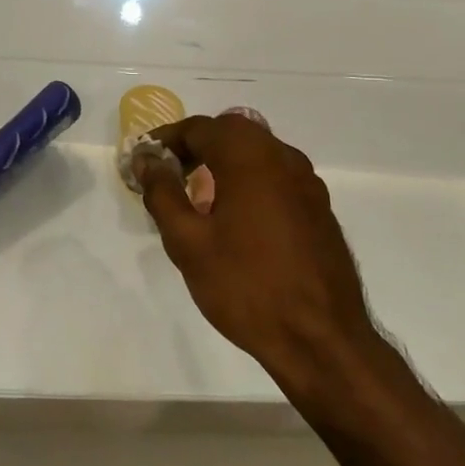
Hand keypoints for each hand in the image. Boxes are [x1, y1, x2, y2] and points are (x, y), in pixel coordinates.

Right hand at [138, 114, 380, 388]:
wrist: (320, 338)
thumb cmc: (245, 286)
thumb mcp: (188, 242)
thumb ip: (162, 192)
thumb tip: (147, 158)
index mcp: (250, 157)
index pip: (200, 127)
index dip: (167, 139)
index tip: (144, 160)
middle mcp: (284, 158)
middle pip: (232, 132)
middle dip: (197, 145)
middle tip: (169, 173)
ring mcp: (308, 183)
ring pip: (258, 153)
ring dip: (224, 161)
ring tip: (198, 197)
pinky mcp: (319, 208)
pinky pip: (277, 176)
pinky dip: (249, 180)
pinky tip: (236, 218)